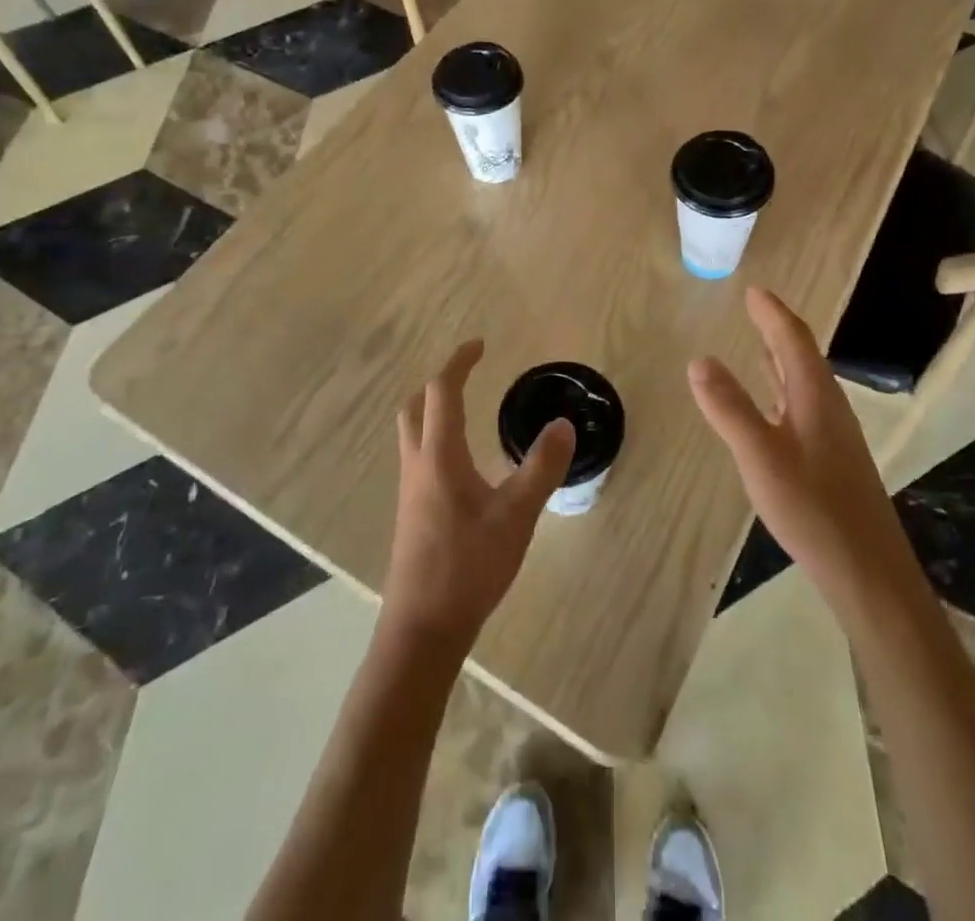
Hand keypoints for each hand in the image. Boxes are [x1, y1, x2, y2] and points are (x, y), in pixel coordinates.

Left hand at [381, 339, 575, 653]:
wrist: (422, 629)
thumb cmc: (468, 566)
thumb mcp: (516, 516)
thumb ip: (541, 468)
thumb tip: (563, 425)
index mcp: (439, 455)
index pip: (442, 392)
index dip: (459, 363)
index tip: (480, 345)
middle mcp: (418, 465)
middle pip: (415, 407)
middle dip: (439, 384)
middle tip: (468, 376)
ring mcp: (410, 491)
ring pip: (413, 434)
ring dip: (434, 411)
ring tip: (467, 411)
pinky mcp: (412, 514)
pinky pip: (419, 458)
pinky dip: (436, 440)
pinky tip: (464, 466)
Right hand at [689, 287, 908, 601]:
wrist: (867, 570)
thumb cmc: (812, 508)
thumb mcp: (760, 455)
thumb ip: (729, 407)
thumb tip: (700, 359)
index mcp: (814, 396)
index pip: (793, 340)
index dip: (772, 313)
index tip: (754, 291)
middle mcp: (829, 407)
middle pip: (803, 356)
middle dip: (778, 329)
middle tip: (755, 309)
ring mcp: (834, 435)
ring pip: (805, 383)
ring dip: (783, 359)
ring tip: (760, 345)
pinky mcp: (833, 459)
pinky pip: (804, 406)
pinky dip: (784, 390)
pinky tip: (772, 408)